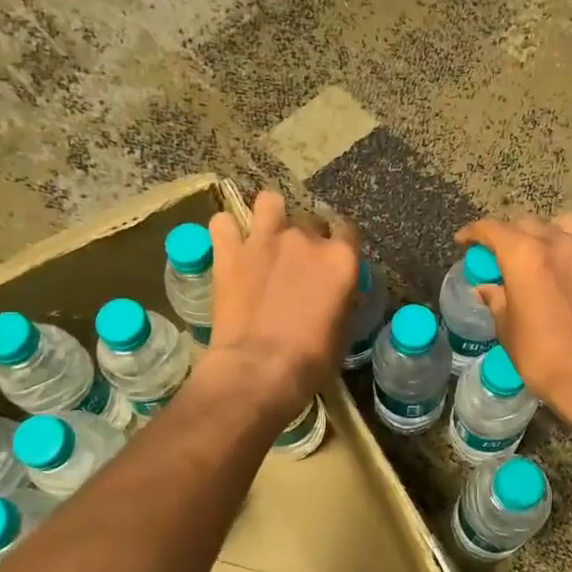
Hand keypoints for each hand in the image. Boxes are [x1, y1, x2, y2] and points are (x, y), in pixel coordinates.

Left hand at [203, 191, 360, 419]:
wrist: (259, 370)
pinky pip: (222, 223)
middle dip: (307, 236)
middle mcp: (305, 239)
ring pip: (269, 202)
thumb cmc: (311, 361)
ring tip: (265, 235)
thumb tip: (341, 293)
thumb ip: (344, 300)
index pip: (349, 231)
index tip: (335, 259)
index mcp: (340, 258)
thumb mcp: (344, 332)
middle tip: (298, 263)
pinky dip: (225, 231)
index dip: (341, 244)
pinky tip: (228, 244)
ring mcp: (265, 240)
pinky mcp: (229, 253)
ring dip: (269, 214)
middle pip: (310, 220)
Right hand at [454, 212, 571, 415]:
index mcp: (524, 255)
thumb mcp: (507, 328)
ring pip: (569, 224)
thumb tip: (487, 289)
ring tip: (545, 251)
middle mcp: (558, 244)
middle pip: (529, 224)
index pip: (493, 229)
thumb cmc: (540, 355)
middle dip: (510, 236)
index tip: (464, 241)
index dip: (474, 232)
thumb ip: (497, 300)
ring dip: (553, 232)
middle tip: (501, 258)